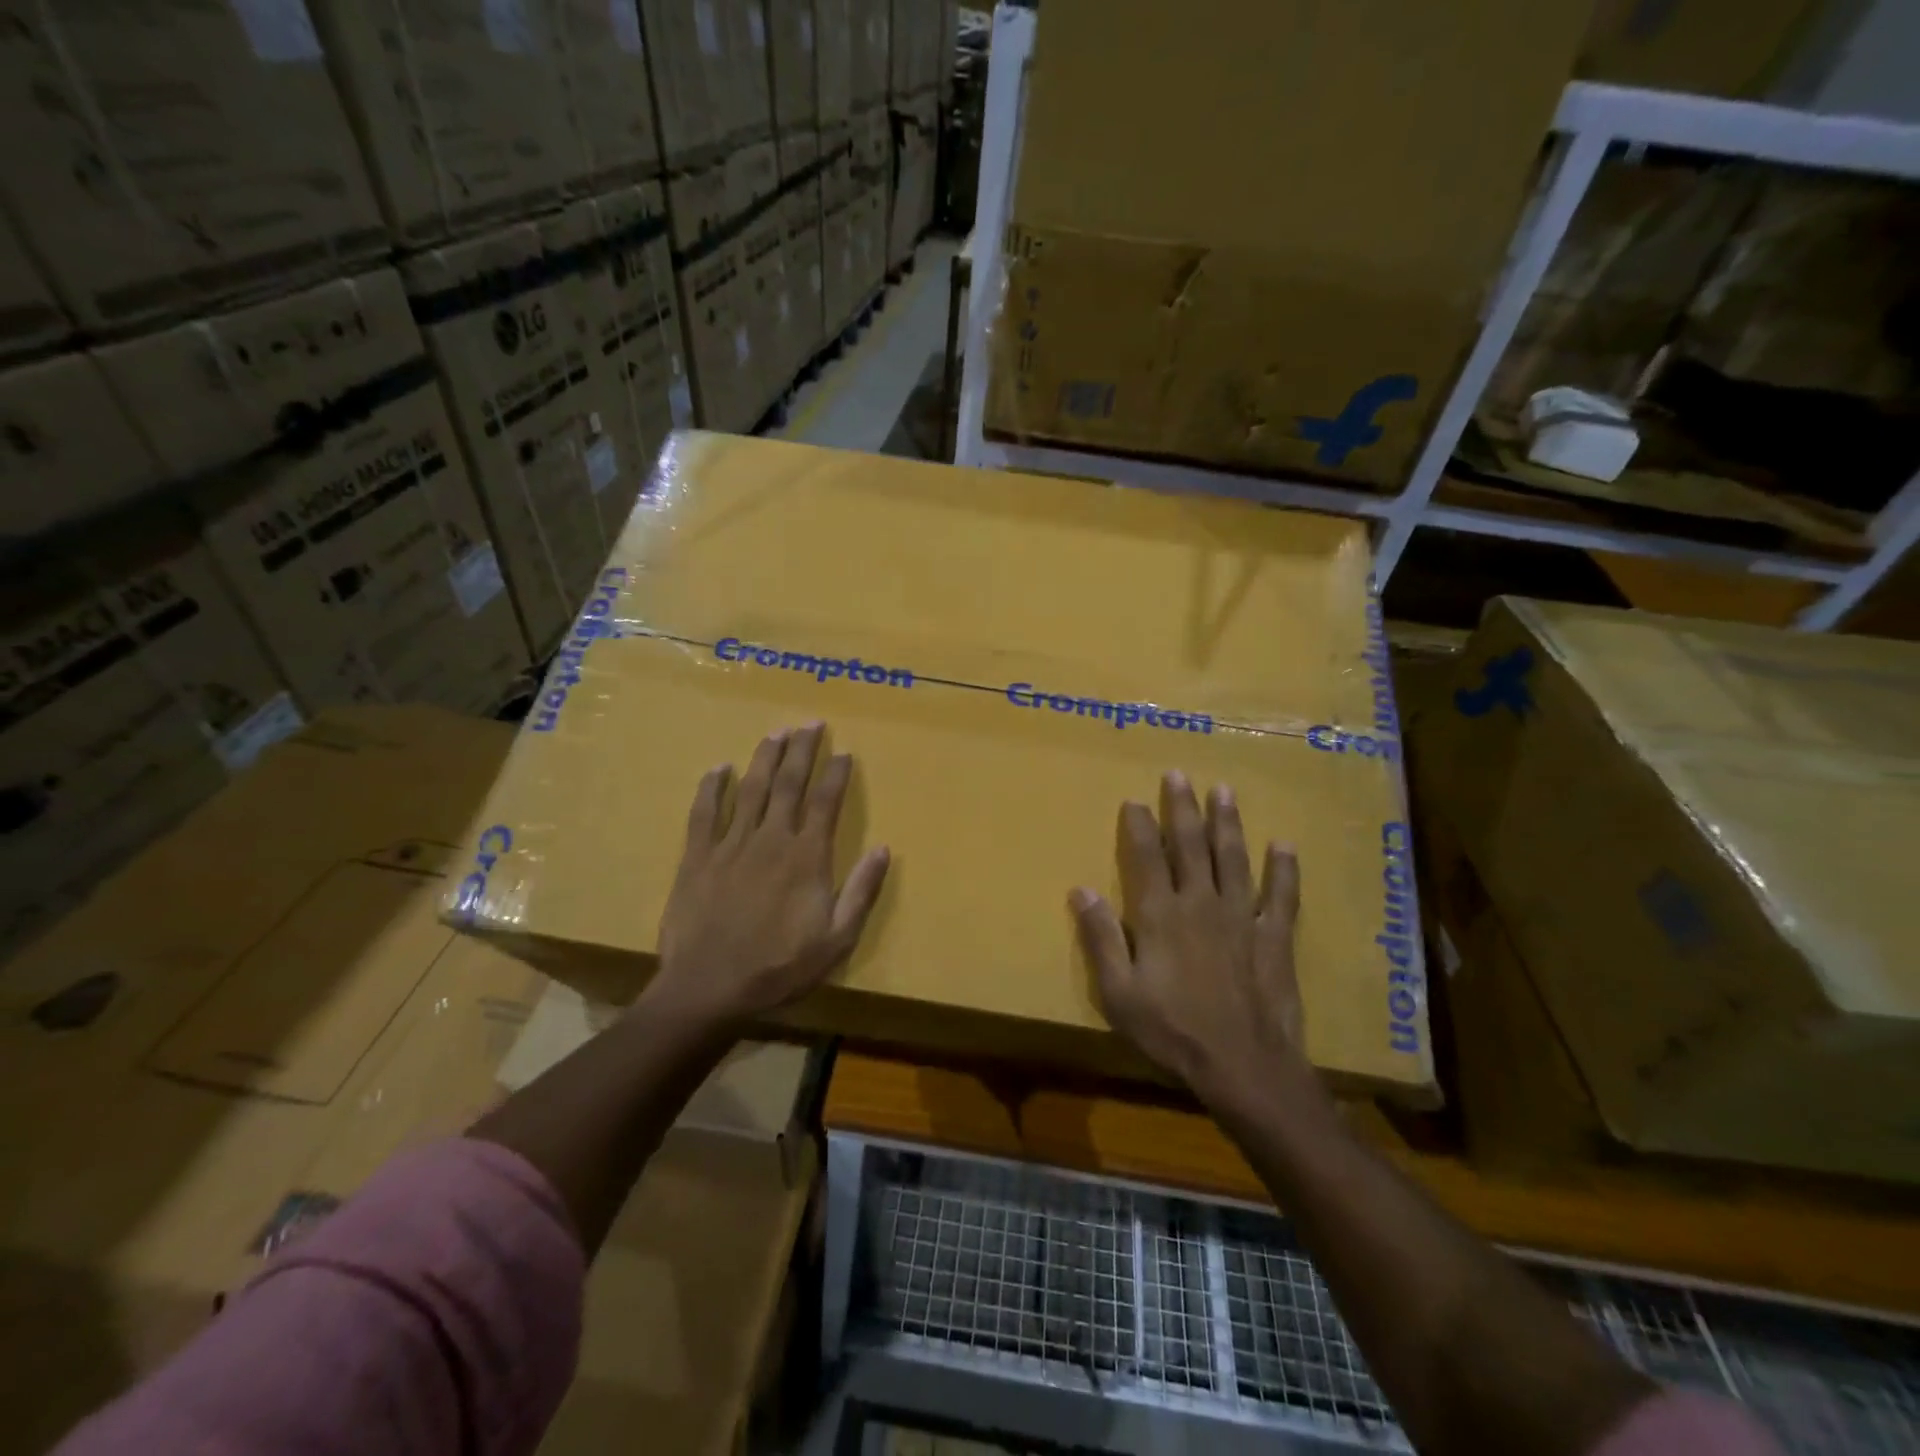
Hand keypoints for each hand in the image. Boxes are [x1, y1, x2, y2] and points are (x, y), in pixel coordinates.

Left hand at [652, 722, 889, 1030]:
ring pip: (750, 790)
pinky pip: (704, 813)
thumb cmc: (780, 967)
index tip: (843, 751)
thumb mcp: (837, 939)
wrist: (709, 988)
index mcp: (807, 857)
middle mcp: (771, 839)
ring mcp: (731, 845)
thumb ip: (861, 892)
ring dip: (764, 759)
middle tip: (809, 723)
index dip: (836, 774)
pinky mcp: (697, 857)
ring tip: (775, 733)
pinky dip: (711, 788)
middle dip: (801, 751)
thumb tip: (883, 849)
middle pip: (788, 784)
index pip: (826, 803)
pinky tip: (718, 768)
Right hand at [1070, 772, 1305, 1104]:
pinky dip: (1284, 870)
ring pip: (1234, 858)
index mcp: (1160, 914)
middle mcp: (1200, 903)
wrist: (1243, 1065)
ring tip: (1224, 791)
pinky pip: (1280, 896)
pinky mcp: (1273, 937)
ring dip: (1228, 823)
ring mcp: (1241, 917)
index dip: (1139, 825)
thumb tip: (1080, 890)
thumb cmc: (1173, 1030)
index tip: (1134, 800)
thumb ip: (1101, 938)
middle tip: (1179, 774)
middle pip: (1191, 845)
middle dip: (1182, 808)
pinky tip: (1284, 845)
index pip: (1146, 856)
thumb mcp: (1119, 992)